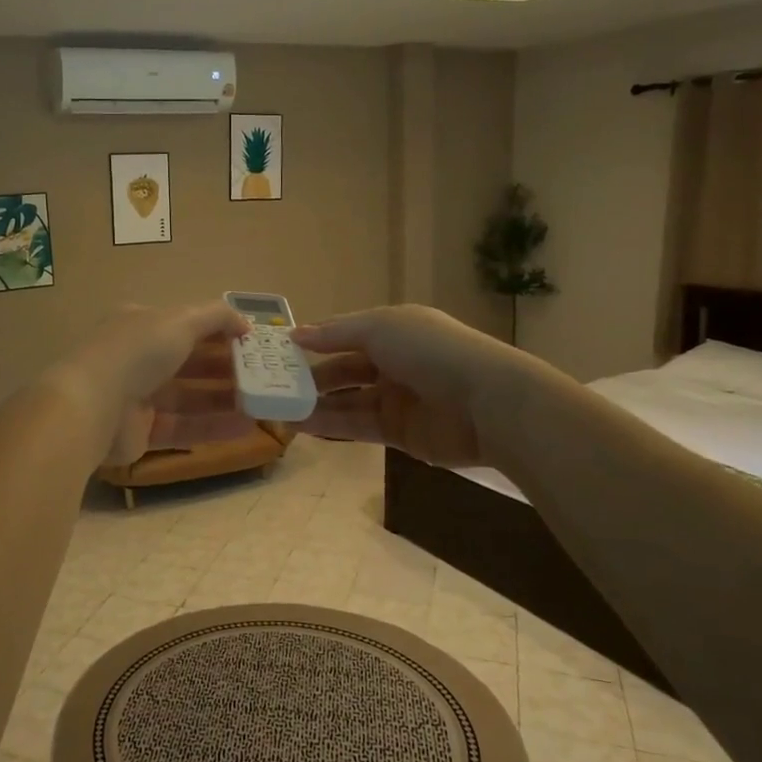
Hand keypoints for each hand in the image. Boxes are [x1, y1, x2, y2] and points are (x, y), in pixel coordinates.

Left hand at [51, 302, 255, 467]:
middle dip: (226, 368)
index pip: (186, 325)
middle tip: (265, 376)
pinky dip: (214, 426)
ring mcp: (138, 397)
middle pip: (190, 362)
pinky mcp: (141, 432)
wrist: (92, 406)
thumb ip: (216, 316)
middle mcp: (138, 358)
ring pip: (190, 397)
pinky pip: (184, 427)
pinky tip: (247, 428)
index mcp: (141, 325)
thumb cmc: (137, 352)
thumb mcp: (180, 320)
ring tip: (264, 405)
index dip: (220, 332)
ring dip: (226, 400)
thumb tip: (246, 323)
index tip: (253, 343)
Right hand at [295, 305, 516, 466]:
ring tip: (278, 409)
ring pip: (347, 399)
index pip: (345, 333)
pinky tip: (301, 425)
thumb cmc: (431, 352)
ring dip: (314, 403)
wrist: (487, 404)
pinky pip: (357, 425)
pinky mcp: (398, 432)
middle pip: (344, 368)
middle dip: (310, 376)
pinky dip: (330, 424)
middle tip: (274, 385)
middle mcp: (393, 361)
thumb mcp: (380, 328)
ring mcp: (396, 398)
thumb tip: (296, 334)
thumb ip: (336, 334)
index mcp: (392, 329)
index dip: (314, 340)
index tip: (279, 351)